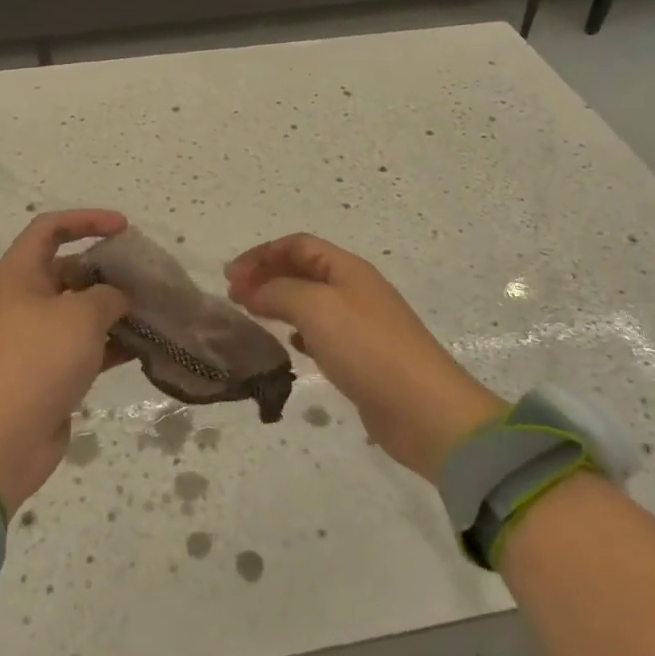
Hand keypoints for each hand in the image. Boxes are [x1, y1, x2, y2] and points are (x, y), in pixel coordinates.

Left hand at [0, 210, 131, 512]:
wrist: (3, 439)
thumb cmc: (38, 360)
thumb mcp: (81, 315)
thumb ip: (107, 295)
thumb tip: (117, 297)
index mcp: (18, 275)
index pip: (50, 228)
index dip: (87, 220)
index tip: (124, 228)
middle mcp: (22, 300)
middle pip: (68, 268)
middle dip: (106, 269)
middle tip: (144, 276)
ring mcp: (33, 337)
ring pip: (78, 309)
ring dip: (112, 308)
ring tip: (151, 308)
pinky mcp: (46, 370)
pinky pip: (82, 345)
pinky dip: (110, 342)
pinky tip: (143, 346)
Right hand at [225, 234, 505, 481]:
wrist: (424, 411)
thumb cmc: (367, 348)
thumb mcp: (316, 308)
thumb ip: (278, 292)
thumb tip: (251, 289)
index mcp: (348, 269)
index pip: (297, 245)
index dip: (262, 254)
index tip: (230, 277)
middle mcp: (355, 290)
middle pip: (304, 270)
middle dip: (267, 276)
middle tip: (234, 296)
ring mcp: (361, 325)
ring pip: (311, 302)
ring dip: (279, 302)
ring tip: (252, 317)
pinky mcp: (363, 358)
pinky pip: (322, 333)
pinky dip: (299, 332)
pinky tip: (289, 345)